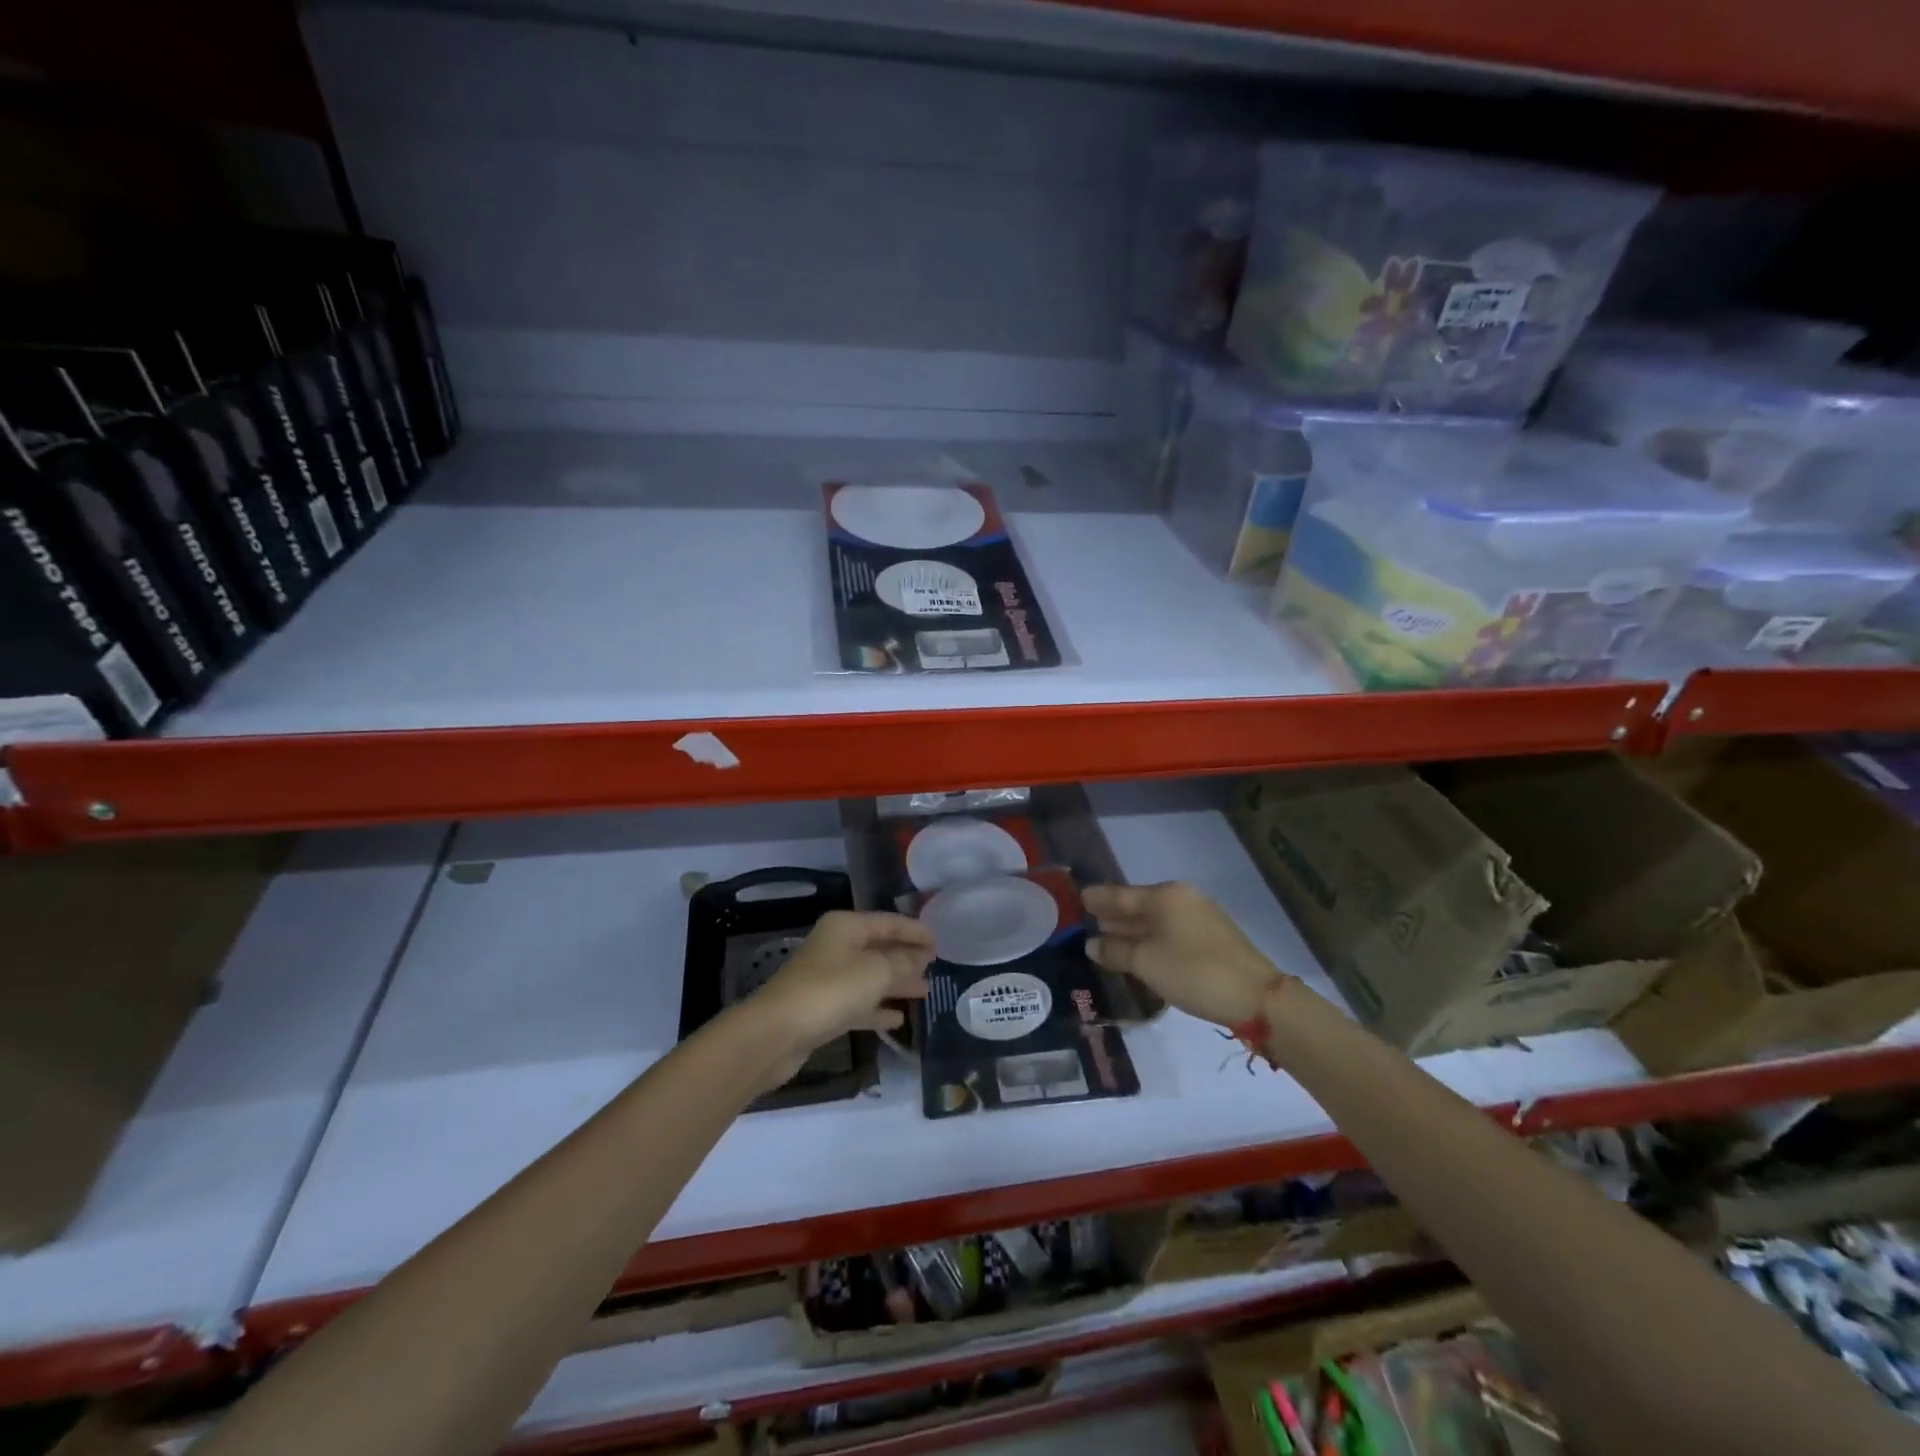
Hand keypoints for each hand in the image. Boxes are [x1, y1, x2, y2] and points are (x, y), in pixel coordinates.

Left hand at [750, 911, 933, 1086]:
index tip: (940, 942)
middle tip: (936, 967)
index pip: (889, 922)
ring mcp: (828, 979)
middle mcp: (836, 947)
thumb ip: (902, 963)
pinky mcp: (823, 1009)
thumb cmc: (830, 991)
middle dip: (907, 957)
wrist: (776, 1033)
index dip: (915, 931)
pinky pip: (858, 1003)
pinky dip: (877, 1008)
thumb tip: (921, 958)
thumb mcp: (876, 972)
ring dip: (896, 983)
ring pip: (871, 977)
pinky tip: (898, 1019)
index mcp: (846, 927)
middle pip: (879, 948)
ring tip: (924, 991)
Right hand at [1084, 882, 1282, 1028]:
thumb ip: (1115, 950)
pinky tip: (1140, 952)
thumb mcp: (1146, 962)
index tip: (1077, 898)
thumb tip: (1092, 943)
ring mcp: (1200, 917)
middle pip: (1139, 905)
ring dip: (1132, 930)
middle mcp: (1182, 898)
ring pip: (1156, 920)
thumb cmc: (1193, 971)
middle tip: (1087, 921)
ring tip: (1107, 938)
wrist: (1257, 997)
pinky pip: (1170, 931)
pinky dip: (1151, 939)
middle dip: (1114, 914)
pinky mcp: (1212, 938)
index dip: (1098, 898)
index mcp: (1164, 895)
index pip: (1120, 894)